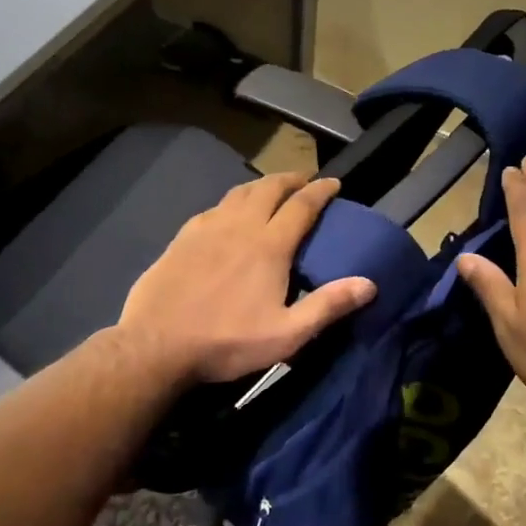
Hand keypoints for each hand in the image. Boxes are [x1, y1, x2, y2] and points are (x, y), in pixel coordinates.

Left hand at [119, 172, 376, 385]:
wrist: (156, 345)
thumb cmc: (226, 342)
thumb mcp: (287, 334)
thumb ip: (328, 306)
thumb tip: (369, 284)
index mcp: (269, 246)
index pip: (301, 206)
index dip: (321, 191)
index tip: (334, 183)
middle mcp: (239, 227)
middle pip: (268, 189)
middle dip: (290, 179)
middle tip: (304, 180)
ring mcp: (206, 229)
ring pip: (238, 193)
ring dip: (260, 186)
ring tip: (270, 190)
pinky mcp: (181, 239)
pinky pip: (212, 209)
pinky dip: (229, 203)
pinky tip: (226, 214)